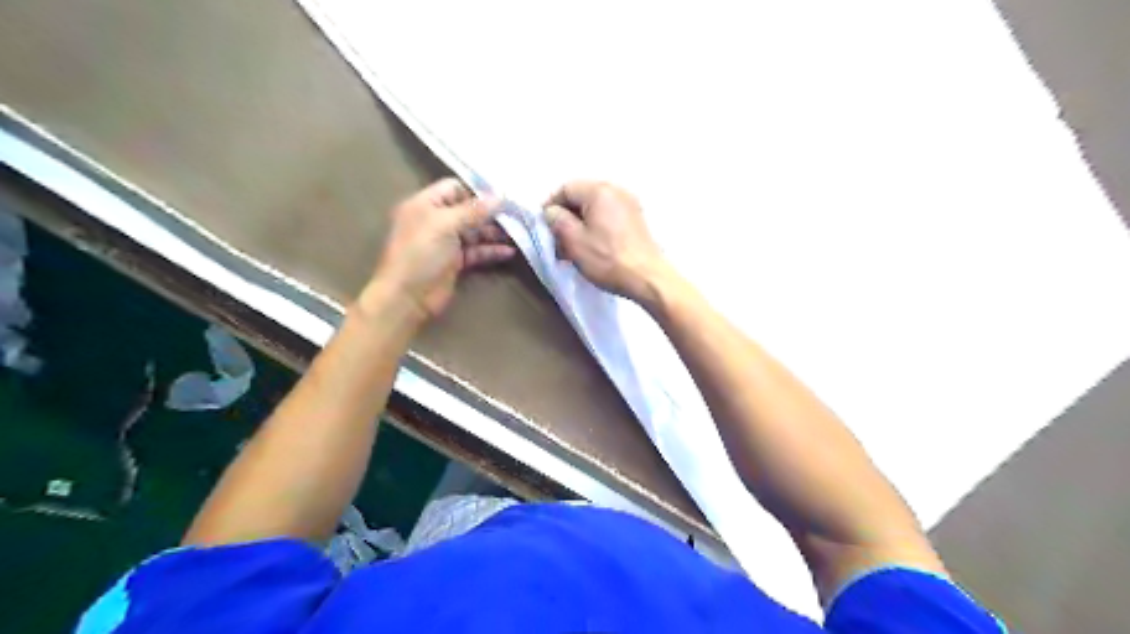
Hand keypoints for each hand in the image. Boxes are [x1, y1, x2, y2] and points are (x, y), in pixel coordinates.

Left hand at [364, 179, 515, 320]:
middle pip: (467, 210)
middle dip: (490, 212)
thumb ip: (473, 210)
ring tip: (517, 232)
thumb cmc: (421, 254)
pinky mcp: (454, 262)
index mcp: (425, 204)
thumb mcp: (445, 225)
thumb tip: (500, 197)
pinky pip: (476, 251)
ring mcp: (445, 242)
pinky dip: (491, 251)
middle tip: (516, 214)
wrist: (408, 297)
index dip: (476, 190)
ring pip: (474, 232)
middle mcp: (435, 220)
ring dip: (493, 232)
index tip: (502, 195)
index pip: (453, 188)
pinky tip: (508, 252)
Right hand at [543, 180, 663, 302]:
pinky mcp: (637, 220)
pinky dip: (596, 228)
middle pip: (581, 197)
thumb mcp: (574, 241)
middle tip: (557, 241)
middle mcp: (616, 190)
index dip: (550, 206)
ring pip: (595, 209)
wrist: (648, 279)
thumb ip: (557, 220)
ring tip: (573, 249)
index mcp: (599, 191)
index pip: (566, 189)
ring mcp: (630, 204)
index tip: (544, 227)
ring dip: (580, 225)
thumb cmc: (607, 259)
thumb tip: (552, 212)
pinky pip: (608, 216)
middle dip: (566, 217)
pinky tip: (591, 248)